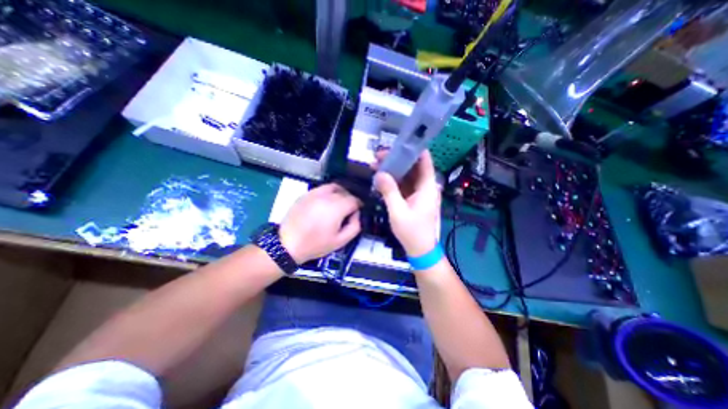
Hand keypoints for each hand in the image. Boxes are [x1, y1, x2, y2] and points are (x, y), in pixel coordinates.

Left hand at [280, 183, 360, 263]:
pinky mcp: (305, 195)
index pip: (354, 200)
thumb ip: (355, 226)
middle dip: (350, 199)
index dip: (359, 206)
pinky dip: (328, 193)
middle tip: (349, 210)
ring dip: (340, 193)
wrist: (288, 244)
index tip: (357, 212)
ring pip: (333, 186)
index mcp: (336, 208)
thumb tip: (356, 215)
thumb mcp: (341, 241)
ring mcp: (314, 193)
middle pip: (345, 192)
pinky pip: (321, 189)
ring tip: (339, 204)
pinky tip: (325, 204)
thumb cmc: (315, 244)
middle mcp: (326, 196)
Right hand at [371, 152, 440, 256]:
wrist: (420, 249)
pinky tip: (382, 177)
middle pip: (413, 166)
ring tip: (376, 164)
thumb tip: (379, 173)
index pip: (425, 161)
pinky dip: (394, 180)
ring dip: (394, 169)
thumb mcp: (398, 211)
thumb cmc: (412, 231)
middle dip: (397, 159)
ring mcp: (420, 192)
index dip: (413, 149)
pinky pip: (404, 184)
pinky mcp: (414, 198)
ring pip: (407, 175)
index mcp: (428, 187)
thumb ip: (389, 191)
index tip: (397, 143)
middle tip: (378, 155)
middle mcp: (426, 186)